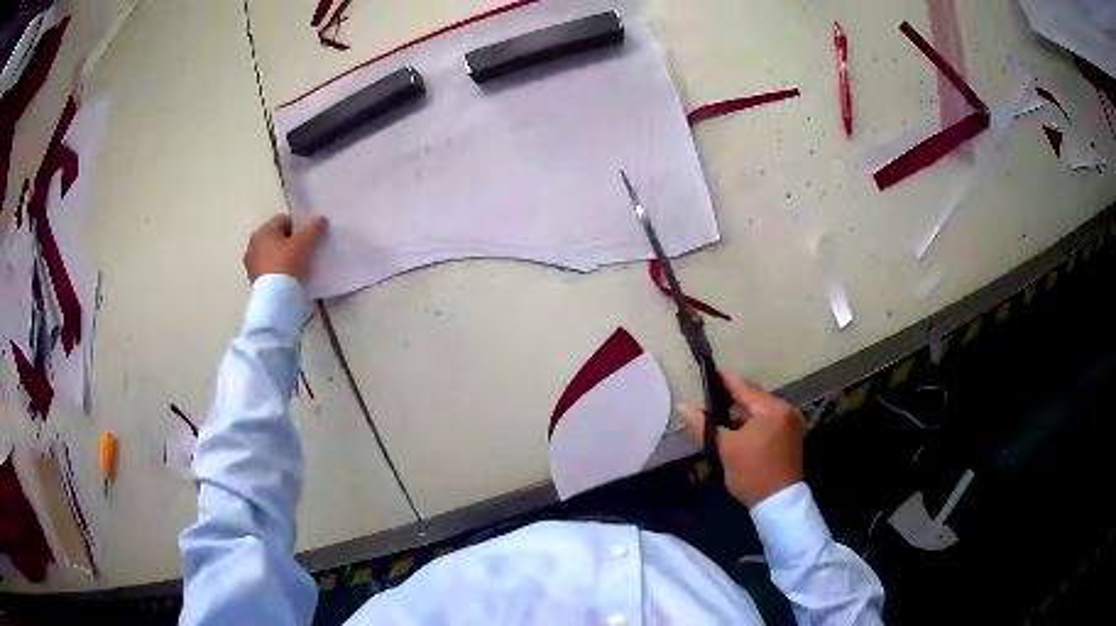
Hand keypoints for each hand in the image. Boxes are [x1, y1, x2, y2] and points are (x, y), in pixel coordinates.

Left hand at [243, 214, 327, 282]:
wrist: (275, 299)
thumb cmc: (287, 264)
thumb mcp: (305, 244)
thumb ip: (313, 228)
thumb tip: (320, 219)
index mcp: (263, 230)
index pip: (283, 220)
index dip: (298, 226)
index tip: (308, 238)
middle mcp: (253, 243)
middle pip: (276, 237)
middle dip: (289, 242)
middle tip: (304, 252)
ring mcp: (251, 263)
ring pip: (270, 254)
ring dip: (281, 257)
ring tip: (297, 267)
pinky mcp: (253, 280)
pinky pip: (267, 269)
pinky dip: (276, 270)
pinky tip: (287, 279)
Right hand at [680, 372, 806, 507]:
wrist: (778, 502)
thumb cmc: (751, 473)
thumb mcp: (723, 450)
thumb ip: (703, 426)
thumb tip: (683, 407)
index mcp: (771, 409)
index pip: (744, 388)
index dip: (725, 381)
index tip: (711, 372)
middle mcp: (786, 410)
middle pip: (755, 399)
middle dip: (734, 400)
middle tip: (712, 399)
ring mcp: (792, 424)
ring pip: (762, 412)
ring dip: (744, 413)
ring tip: (722, 416)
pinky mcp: (793, 437)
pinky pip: (770, 422)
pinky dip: (755, 423)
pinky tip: (740, 430)